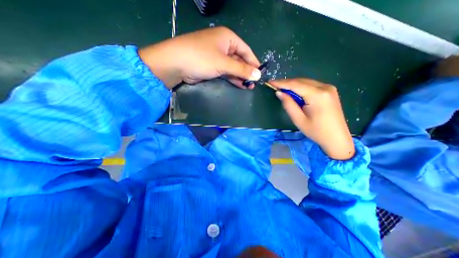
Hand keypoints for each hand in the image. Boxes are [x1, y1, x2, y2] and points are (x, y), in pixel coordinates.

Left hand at [138, 27, 260, 88]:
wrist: (176, 64)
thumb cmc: (202, 58)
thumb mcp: (224, 63)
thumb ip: (241, 69)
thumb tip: (258, 75)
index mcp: (228, 38)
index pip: (246, 50)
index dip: (254, 62)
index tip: (260, 74)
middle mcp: (223, 46)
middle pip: (240, 59)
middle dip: (246, 72)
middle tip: (254, 83)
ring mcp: (217, 57)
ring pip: (233, 67)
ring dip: (240, 76)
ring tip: (248, 86)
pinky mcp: (212, 66)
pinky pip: (225, 72)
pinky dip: (232, 78)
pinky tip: (239, 85)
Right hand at [269, 78, 353, 159]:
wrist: (337, 138)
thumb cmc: (316, 131)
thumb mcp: (298, 119)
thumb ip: (288, 104)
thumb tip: (279, 92)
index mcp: (317, 95)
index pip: (295, 84)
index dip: (281, 83)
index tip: (270, 82)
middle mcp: (324, 87)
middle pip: (301, 81)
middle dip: (286, 83)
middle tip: (274, 85)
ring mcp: (329, 88)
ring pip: (306, 82)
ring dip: (293, 84)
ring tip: (282, 88)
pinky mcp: (329, 91)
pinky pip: (311, 85)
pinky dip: (301, 87)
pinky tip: (294, 92)